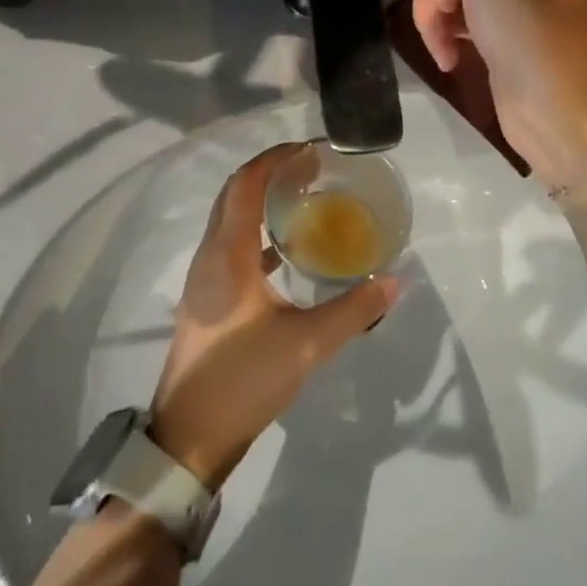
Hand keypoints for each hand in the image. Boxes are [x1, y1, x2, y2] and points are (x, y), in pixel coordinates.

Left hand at [149, 145, 400, 490]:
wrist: (190, 436)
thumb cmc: (244, 379)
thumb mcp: (307, 345)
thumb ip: (354, 310)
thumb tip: (396, 281)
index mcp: (228, 253)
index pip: (247, 184)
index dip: (275, 159)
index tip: (311, 150)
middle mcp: (210, 254)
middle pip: (235, 193)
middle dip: (270, 172)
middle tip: (313, 169)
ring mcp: (204, 277)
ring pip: (230, 218)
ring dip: (261, 199)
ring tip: (303, 197)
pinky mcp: (207, 297)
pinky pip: (231, 244)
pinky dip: (256, 231)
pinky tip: (286, 248)